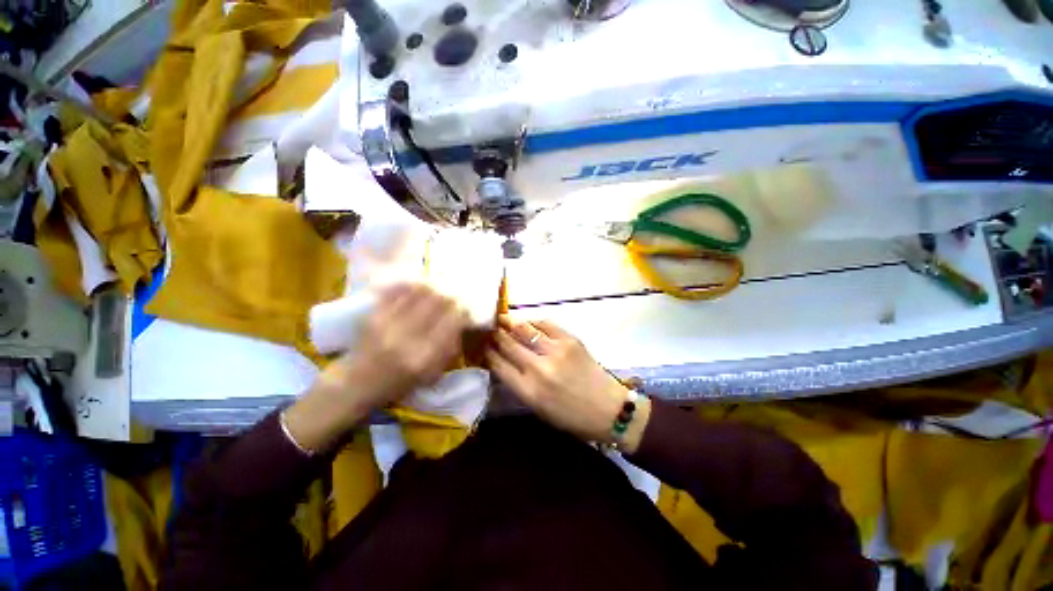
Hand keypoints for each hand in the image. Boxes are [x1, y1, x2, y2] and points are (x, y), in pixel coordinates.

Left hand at [285, 284, 468, 452]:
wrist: (356, 384)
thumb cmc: (398, 384)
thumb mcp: (432, 374)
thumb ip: (450, 348)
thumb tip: (461, 322)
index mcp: (425, 355)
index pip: (453, 321)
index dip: (463, 312)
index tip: (464, 310)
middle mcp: (408, 336)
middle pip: (438, 301)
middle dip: (449, 297)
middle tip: (451, 299)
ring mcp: (388, 322)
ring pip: (419, 292)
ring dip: (432, 289)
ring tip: (435, 291)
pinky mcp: (373, 315)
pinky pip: (397, 291)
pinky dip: (410, 286)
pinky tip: (416, 288)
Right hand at [486, 316, 649, 452]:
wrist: (608, 408)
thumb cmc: (570, 416)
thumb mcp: (538, 409)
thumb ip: (519, 385)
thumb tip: (502, 363)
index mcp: (529, 391)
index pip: (499, 365)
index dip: (487, 352)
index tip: (481, 345)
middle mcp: (539, 368)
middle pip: (508, 344)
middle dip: (495, 335)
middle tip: (488, 328)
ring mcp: (555, 351)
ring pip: (525, 329)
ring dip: (510, 323)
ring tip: (502, 319)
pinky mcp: (570, 340)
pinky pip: (546, 324)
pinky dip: (533, 321)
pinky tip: (528, 322)